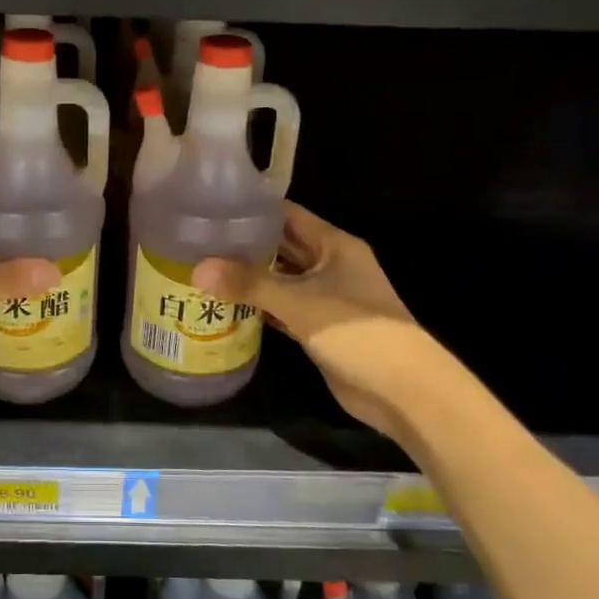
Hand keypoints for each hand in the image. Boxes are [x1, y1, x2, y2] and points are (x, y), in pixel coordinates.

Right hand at [194, 204, 416, 437]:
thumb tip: (198, 269)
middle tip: (197, 241)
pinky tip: (224, 306)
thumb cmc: (357, 332)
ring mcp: (324, 298)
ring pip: (280, 279)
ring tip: (202, 269)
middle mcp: (330, 265)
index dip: (252, 210)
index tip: (212, 207)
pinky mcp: (318, 328)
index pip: (287, 215)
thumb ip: (249, 284)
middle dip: (244, 245)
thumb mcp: (299, 302)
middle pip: (281, 247)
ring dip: (248, 278)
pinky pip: (281, 309)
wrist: (401, 391)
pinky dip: (258, 307)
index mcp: (334, 245)